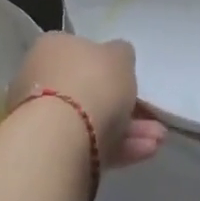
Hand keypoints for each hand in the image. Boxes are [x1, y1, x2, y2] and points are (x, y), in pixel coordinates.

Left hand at [9, 32, 165, 167]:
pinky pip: (88, 145)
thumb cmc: (91, 82)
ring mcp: (41, 119)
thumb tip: (116, 57)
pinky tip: (146, 151)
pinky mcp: (50, 153)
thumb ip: (120, 55)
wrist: (61, 139)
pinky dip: (117, 148)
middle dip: (123, 103)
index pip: (80, 51)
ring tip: (158, 138)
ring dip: (127, 129)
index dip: (108, 65)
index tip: (131, 78)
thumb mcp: (120, 56)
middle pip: (87, 89)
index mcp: (51, 47)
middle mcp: (41, 79)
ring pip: (90, 120)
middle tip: (151, 114)